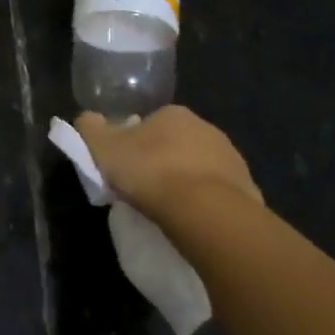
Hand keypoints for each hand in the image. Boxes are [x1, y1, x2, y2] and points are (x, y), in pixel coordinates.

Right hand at [75, 106, 262, 225]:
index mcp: (173, 113)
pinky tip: (192, 220)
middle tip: (144, 190)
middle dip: (162, 162)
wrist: (206, 211)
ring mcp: (231, 157)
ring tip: (167, 210)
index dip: (134, 145)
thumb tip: (87, 119)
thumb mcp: (103, 148)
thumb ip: (90, 129)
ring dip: (185, 182)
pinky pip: (218, 193)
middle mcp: (206, 128)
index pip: (149, 124)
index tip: (125, 169)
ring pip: (199, 168)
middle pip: (176, 144)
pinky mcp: (247, 188)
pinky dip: (205, 203)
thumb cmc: (150, 172)